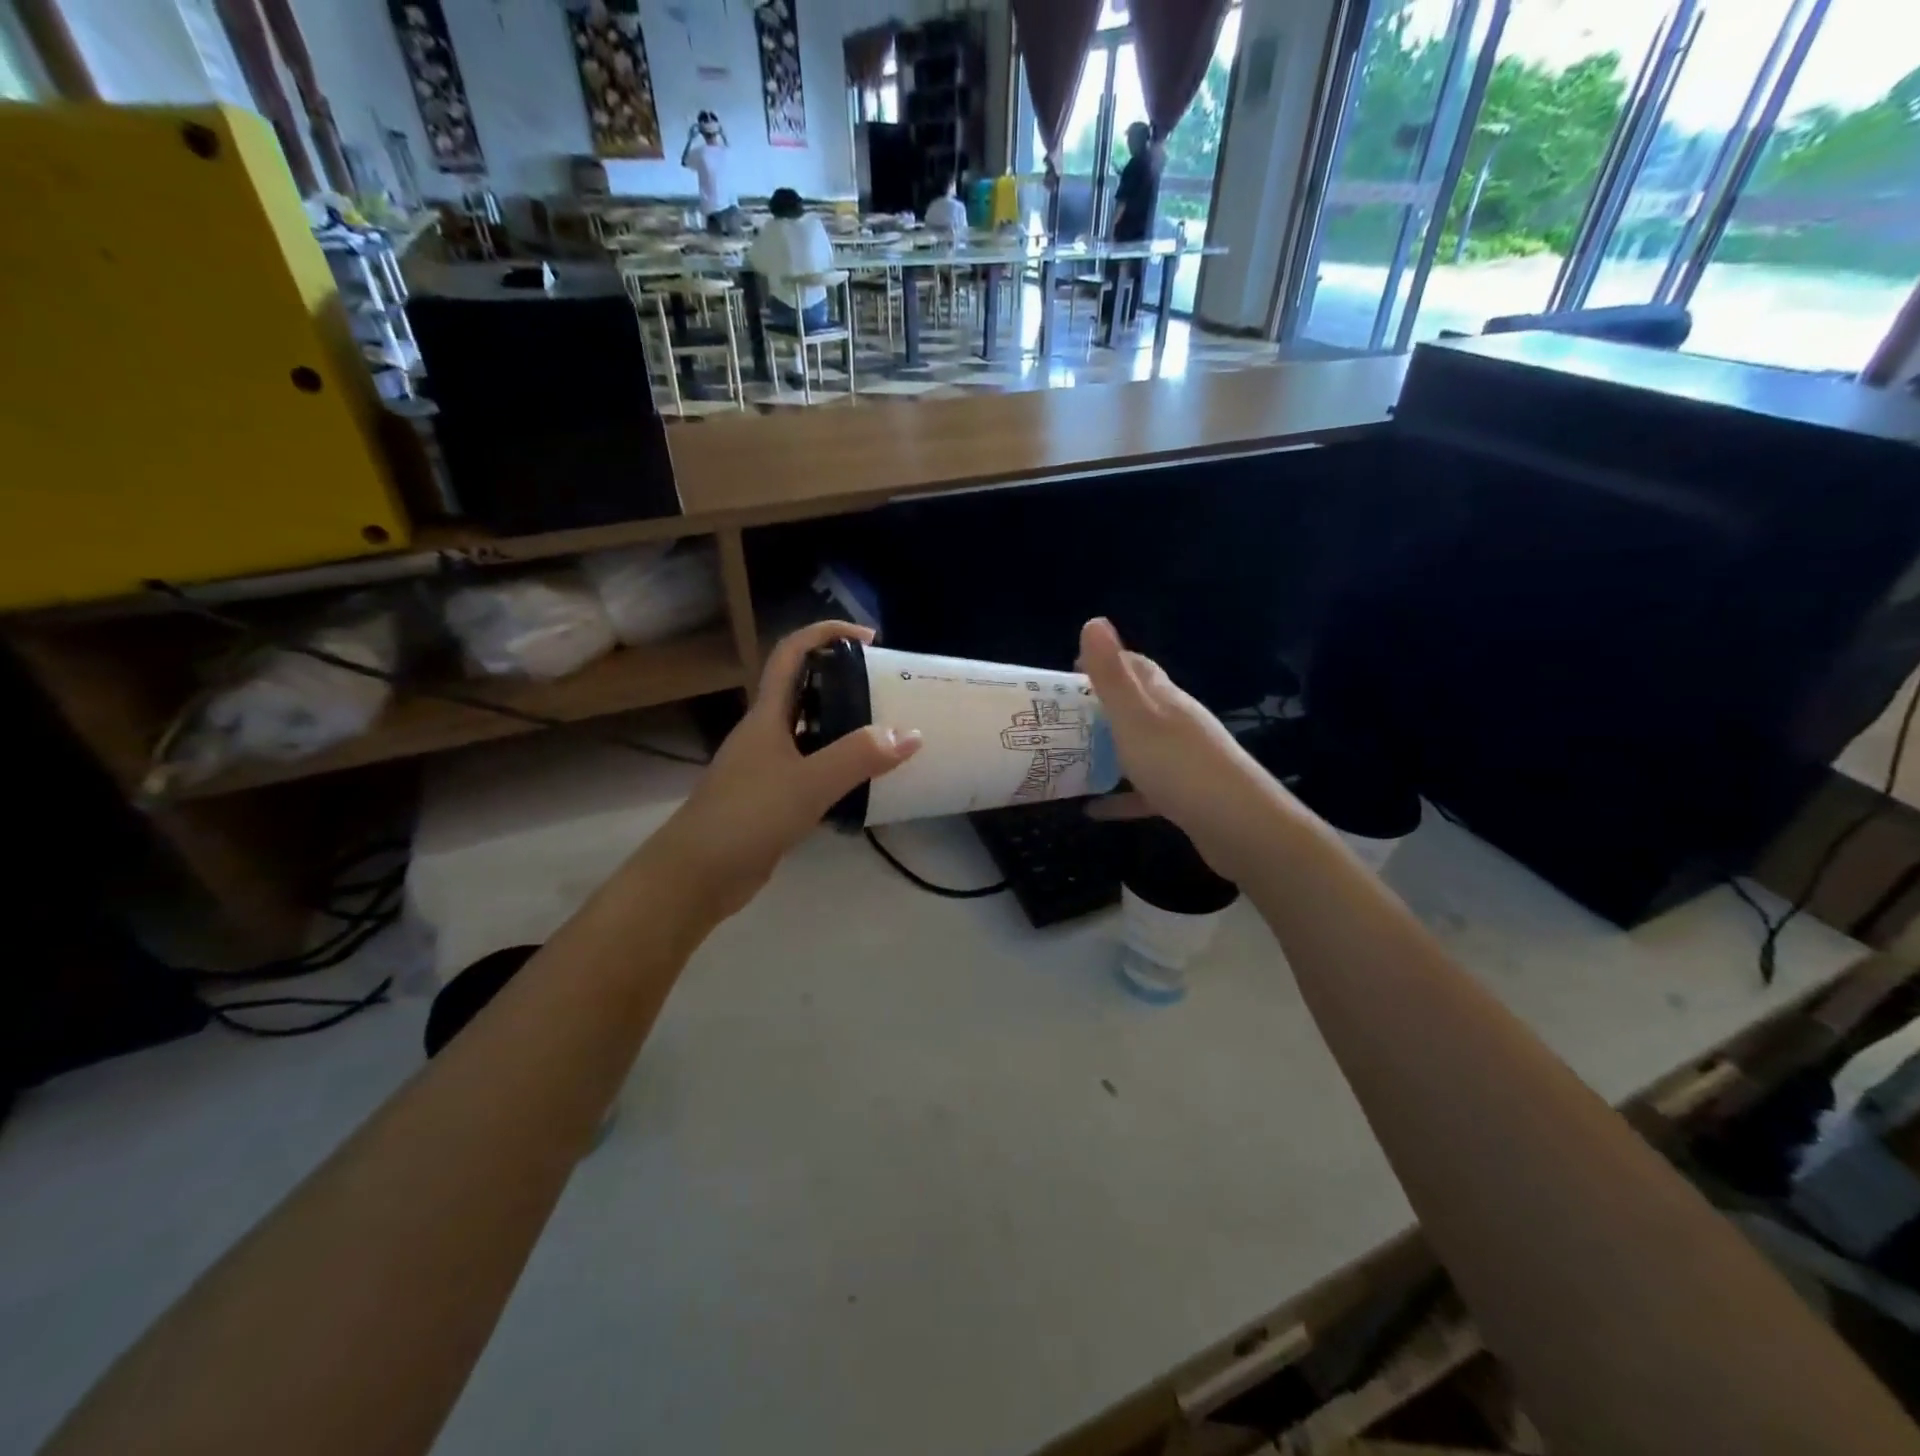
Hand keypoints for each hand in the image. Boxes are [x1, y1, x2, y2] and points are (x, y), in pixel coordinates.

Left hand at [644, 621, 920, 921]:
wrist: (697, 875)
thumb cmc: (746, 817)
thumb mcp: (808, 783)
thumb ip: (859, 757)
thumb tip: (911, 733)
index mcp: (767, 715)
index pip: (793, 654)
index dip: (827, 634)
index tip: (870, 639)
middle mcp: (766, 733)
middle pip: (806, 691)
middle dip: (846, 681)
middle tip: (890, 689)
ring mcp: (768, 767)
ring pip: (812, 733)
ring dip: (847, 727)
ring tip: (889, 733)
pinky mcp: (773, 799)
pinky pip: (813, 770)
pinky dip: (840, 768)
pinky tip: (867, 783)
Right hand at [1078, 618, 1281, 882]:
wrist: (1237, 825)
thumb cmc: (1178, 765)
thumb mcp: (1135, 716)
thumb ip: (1111, 674)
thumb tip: (1094, 621)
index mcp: (1164, 699)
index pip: (1137, 667)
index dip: (1106, 662)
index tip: (1070, 671)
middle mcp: (1176, 723)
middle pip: (1138, 705)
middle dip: (1102, 706)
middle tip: (1061, 716)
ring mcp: (1183, 760)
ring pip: (1140, 747)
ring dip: (1109, 749)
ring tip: (1071, 757)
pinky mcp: (1184, 796)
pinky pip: (1144, 792)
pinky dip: (1119, 797)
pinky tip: (1092, 809)